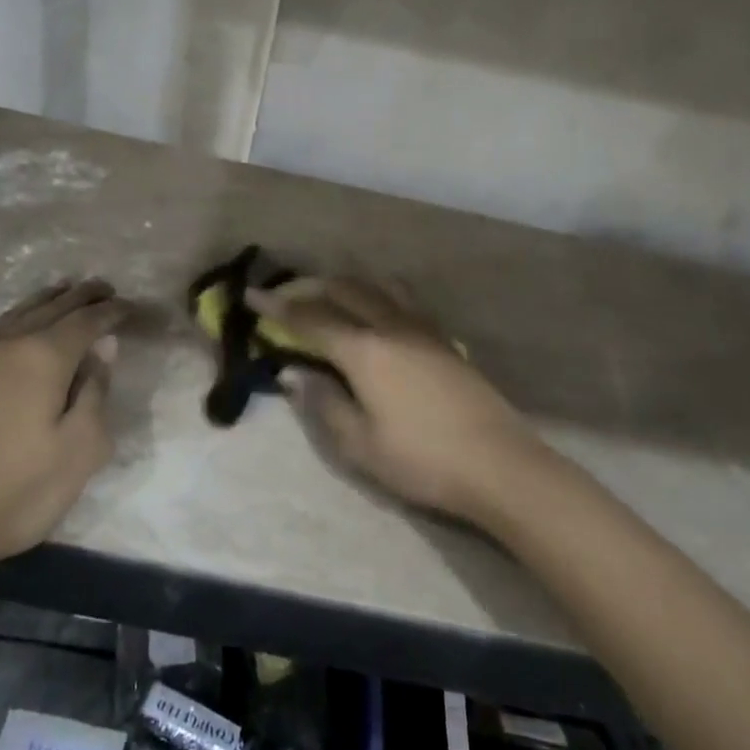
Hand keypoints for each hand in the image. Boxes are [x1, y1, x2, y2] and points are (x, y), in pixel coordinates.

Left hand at [0, 280, 126, 591]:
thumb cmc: (16, 493)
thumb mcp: (79, 451)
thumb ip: (96, 393)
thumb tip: (104, 348)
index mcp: (45, 359)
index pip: (87, 322)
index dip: (111, 311)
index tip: (129, 306)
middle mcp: (5, 344)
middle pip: (50, 308)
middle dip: (80, 296)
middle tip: (102, 287)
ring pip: (9, 316)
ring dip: (39, 301)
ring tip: (58, 292)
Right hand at [246, 278, 548, 526]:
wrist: (498, 464)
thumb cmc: (421, 460)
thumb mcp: (358, 444)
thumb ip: (322, 403)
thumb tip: (292, 372)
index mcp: (364, 350)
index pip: (310, 318)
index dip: (277, 307)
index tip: (251, 295)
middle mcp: (391, 327)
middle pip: (344, 291)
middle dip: (310, 288)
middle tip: (285, 296)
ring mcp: (423, 329)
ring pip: (378, 288)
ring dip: (347, 285)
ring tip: (330, 294)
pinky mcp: (445, 340)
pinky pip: (403, 300)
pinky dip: (378, 294)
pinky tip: (379, 310)